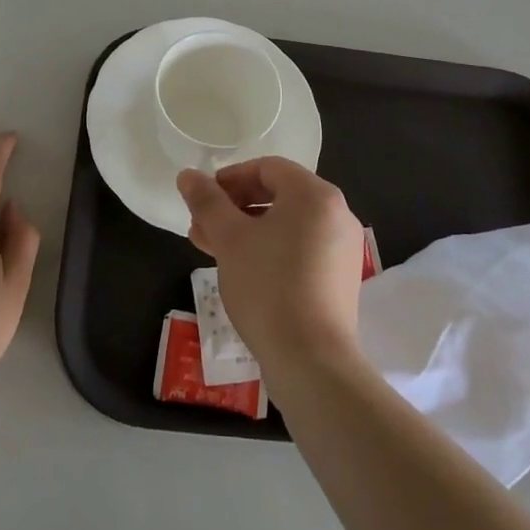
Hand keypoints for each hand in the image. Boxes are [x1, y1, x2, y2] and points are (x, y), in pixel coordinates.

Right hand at [176, 157, 366, 374]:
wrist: (311, 361)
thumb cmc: (268, 286)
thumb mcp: (229, 239)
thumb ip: (207, 201)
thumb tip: (187, 175)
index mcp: (315, 195)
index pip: (267, 168)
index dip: (230, 178)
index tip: (203, 199)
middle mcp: (336, 214)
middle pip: (278, 195)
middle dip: (234, 208)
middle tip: (201, 226)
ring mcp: (342, 248)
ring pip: (286, 225)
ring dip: (246, 230)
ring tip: (210, 248)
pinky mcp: (340, 278)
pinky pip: (300, 248)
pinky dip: (269, 249)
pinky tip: (240, 269)